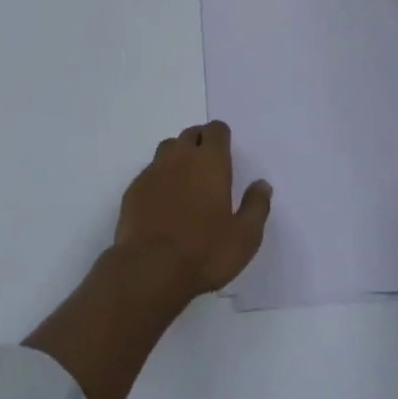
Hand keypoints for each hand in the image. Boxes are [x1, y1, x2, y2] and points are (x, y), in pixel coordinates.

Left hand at [113, 121, 271, 299]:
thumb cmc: (205, 252)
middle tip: (207, 163)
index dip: (221, 136)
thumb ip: (256, 206)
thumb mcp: (244, 237)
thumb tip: (262, 184)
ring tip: (185, 178)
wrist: (151, 267)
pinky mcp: (135, 187)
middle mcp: (181, 157)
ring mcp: (154, 170)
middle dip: (200, 141)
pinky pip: (150, 171)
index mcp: (210, 162)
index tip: (225, 149)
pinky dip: (159, 177)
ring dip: (178, 155)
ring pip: (168, 147)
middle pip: (191, 134)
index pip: (216, 130)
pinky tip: (163, 199)